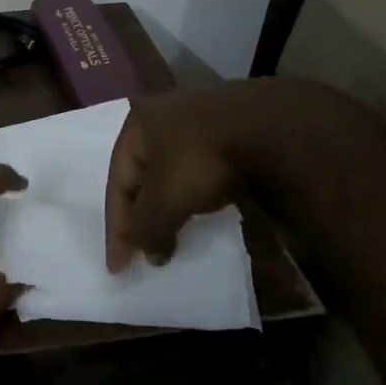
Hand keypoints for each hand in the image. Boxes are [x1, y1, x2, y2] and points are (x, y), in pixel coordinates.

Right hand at [105, 79, 372, 271]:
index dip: (117, 229)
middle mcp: (161, 115)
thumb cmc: (202, 158)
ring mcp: (198, 119)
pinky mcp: (228, 129)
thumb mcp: (166, 199)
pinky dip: (196, 194)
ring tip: (173, 235)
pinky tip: (204, 210)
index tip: (118, 269)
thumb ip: (148, 228)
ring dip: (170, 205)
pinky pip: (200, 169)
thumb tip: (150, 254)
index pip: (117, 183)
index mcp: (137, 124)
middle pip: (142, 176)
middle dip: (142, 215)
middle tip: (144, 251)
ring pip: (172, 172)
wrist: (268, 126)